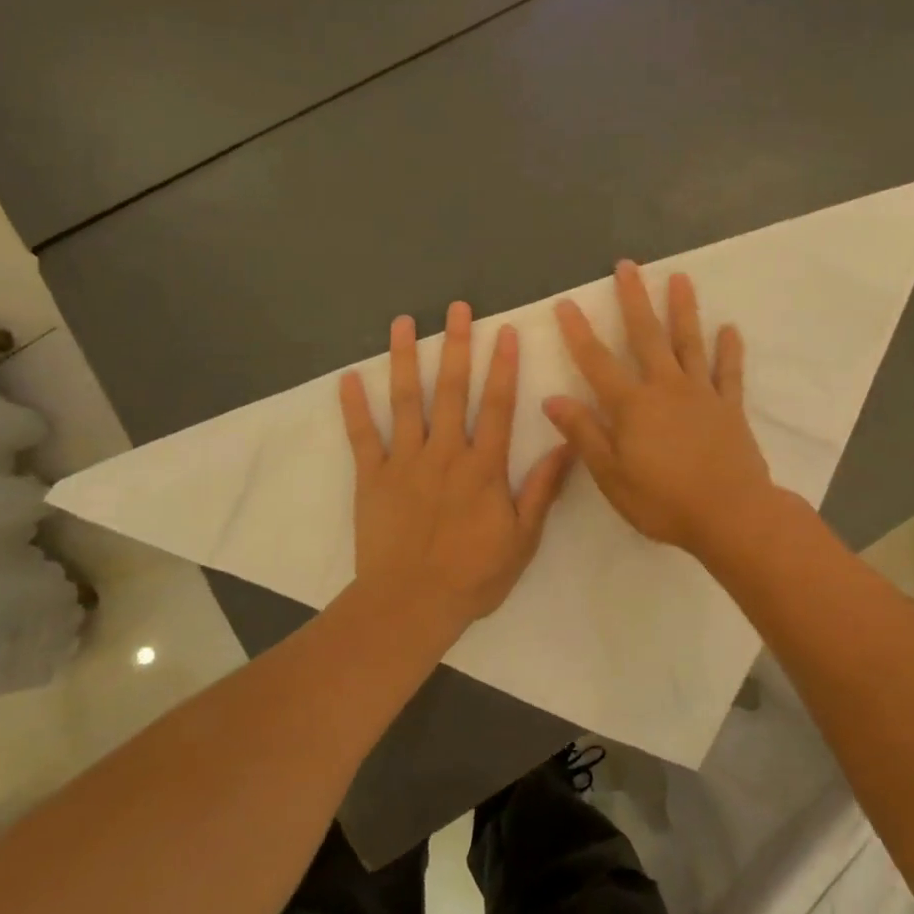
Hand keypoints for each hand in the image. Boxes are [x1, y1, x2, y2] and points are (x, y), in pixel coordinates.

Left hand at [341, 301, 574, 634]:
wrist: (411, 604)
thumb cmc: (473, 575)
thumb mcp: (523, 539)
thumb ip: (542, 489)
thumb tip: (566, 445)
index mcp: (483, 467)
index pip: (497, 406)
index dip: (503, 367)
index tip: (505, 332)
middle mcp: (444, 453)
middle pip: (451, 390)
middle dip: (456, 346)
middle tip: (457, 308)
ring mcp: (404, 462)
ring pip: (405, 401)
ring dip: (404, 359)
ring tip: (403, 323)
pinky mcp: (372, 477)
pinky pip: (362, 436)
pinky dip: (354, 407)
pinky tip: (347, 378)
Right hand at [545, 262, 775, 558]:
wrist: (731, 515)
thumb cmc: (663, 501)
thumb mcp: (611, 475)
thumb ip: (584, 434)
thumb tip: (553, 398)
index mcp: (632, 405)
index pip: (596, 362)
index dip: (578, 332)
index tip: (566, 303)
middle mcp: (666, 388)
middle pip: (647, 336)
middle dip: (634, 299)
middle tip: (627, 266)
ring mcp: (701, 394)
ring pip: (690, 343)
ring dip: (683, 309)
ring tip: (679, 277)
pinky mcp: (729, 408)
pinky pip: (729, 373)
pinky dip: (729, 350)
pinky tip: (729, 329)